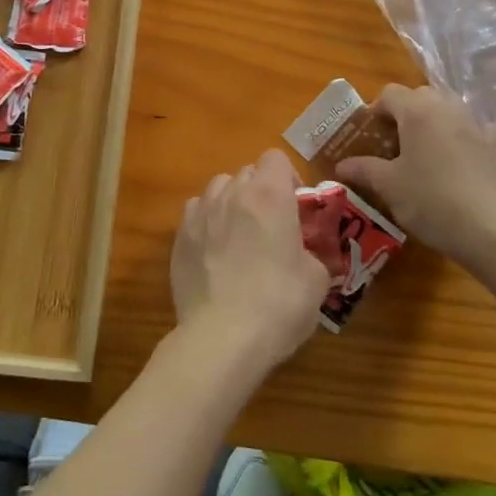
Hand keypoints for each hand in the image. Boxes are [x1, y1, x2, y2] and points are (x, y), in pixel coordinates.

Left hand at [171, 149, 328, 372]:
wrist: (222, 337)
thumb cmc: (279, 304)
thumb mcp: (316, 280)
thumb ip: (310, 252)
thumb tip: (303, 254)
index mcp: (269, 194)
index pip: (275, 158)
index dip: (288, 178)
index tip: (295, 207)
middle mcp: (231, 193)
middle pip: (247, 172)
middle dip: (260, 191)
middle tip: (271, 226)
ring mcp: (200, 213)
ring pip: (218, 189)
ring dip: (231, 202)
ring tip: (239, 236)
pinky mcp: (179, 237)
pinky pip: (196, 214)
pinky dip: (207, 223)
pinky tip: (214, 253)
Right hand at [335, 85, 495, 268]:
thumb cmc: (433, 201)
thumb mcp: (390, 187)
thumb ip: (364, 170)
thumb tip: (341, 166)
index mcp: (417, 111)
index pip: (389, 93)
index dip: (375, 111)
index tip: (368, 137)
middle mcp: (448, 108)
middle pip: (421, 96)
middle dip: (405, 113)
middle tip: (393, 144)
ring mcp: (476, 126)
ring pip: (449, 110)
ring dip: (434, 122)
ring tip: (424, 153)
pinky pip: (477, 130)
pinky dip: (466, 137)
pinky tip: (461, 159)